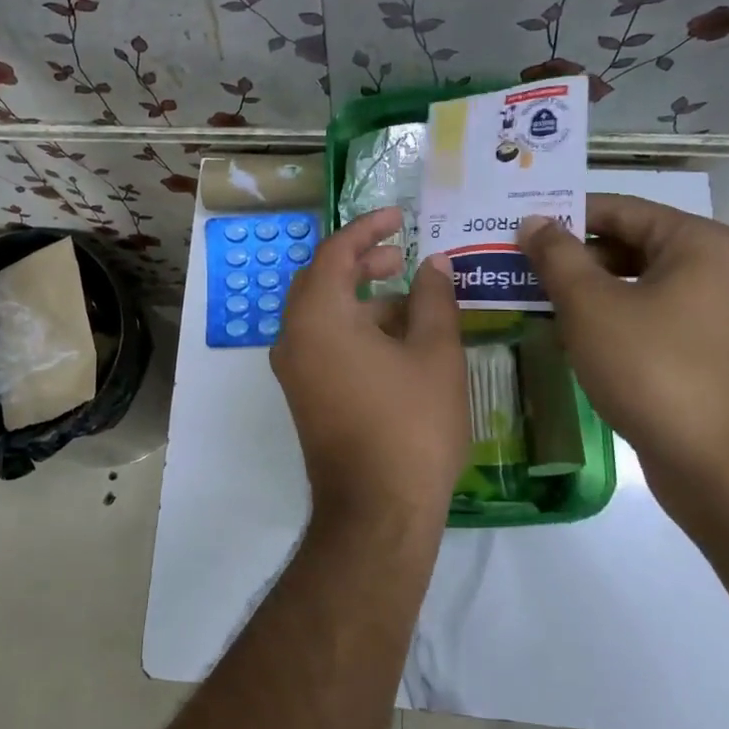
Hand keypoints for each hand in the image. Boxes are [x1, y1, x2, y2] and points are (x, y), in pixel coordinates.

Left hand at [271, 209, 467, 535]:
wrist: (377, 511)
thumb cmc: (410, 425)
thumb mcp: (435, 354)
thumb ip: (434, 298)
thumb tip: (433, 264)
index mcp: (317, 316)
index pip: (334, 252)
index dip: (366, 228)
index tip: (398, 217)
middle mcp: (293, 337)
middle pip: (322, 280)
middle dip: (362, 262)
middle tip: (402, 255)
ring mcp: (294, 370)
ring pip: (324, 315)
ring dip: (362, 299)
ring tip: (413, 301)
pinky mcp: (304, 395)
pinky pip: (324, 344)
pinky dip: (355, 329)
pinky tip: (398, 341)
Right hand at [518, 195, 728, 494]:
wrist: (718, 463)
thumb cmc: (652, 367)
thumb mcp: (591, 305)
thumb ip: (557, 256)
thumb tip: (533, 222)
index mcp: (697, 243)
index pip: (618, 209)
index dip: (563, 215)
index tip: (515, 227)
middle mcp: (712, 268)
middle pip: (627, 244)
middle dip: (570, 255)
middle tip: (515, 264)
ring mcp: (709, 313)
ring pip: (632, 284)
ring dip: (583, 289)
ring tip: (530, 295)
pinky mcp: (699, 350)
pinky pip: (643, 316)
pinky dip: (605, 318)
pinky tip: (564, 332)